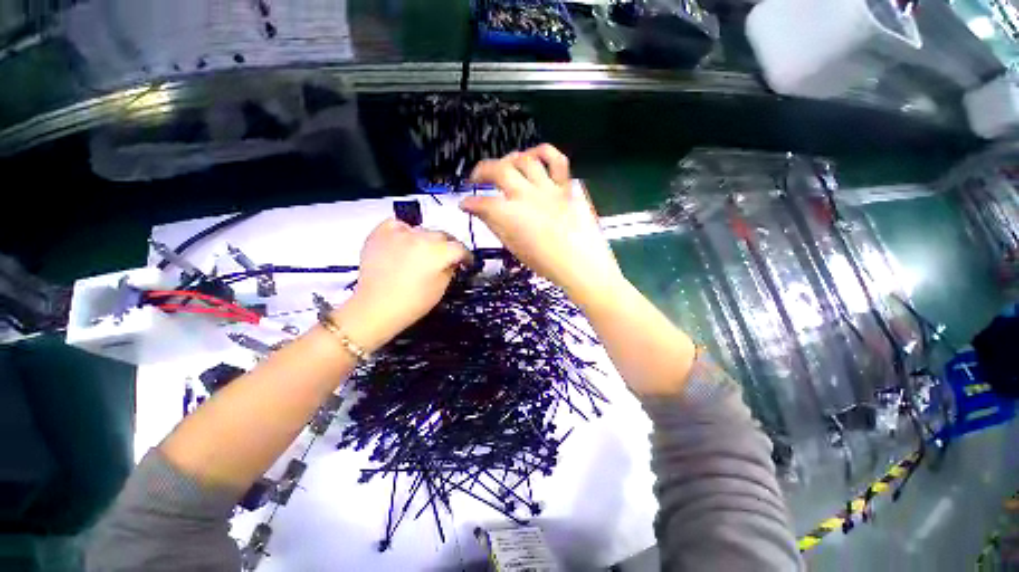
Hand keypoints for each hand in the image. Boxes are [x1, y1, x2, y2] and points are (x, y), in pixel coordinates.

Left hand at [338, 219, 470, 351]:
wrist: (376, 307)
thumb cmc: (413, 303)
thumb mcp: (441, 288)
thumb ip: (450, 269)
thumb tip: (452, 261)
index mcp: (439, 252)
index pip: (460, 248)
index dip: (466, 256)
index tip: (466, 262)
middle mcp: (422, 237)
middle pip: (442, 236)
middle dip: (446, 247)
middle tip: (444, 258)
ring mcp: (400, 233)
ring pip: (422, 230)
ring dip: (426, 240)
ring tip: (420, 252)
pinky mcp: (381, 233)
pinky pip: (398, 225)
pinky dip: (403, 231)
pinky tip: (402, 243)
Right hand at [462, 144, 623, 306]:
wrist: (581, 264)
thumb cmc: (546, 263)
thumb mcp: (514, 248)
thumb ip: (496, 226)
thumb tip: (482, 211)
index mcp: (510, 215)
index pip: (481, 203)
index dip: (469, 203)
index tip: (465, 204)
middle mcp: (526, 195)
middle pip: (499, 170)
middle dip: (482, 170)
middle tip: (477, 177)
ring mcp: (548, 188)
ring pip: (524, 160)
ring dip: (509, 160)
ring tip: (505, 166)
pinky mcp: (566, 186)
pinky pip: (557, 160)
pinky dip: (544, 152)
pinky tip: (535, 155)